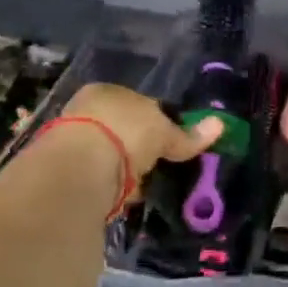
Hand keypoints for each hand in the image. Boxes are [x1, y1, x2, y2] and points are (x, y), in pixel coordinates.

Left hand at [61, 83, 220, 178]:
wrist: (81, 166)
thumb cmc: (126, 132)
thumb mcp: (164, 132)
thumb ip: (188, 135)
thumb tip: (219, 125)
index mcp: (108, 90)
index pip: (141, 103)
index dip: (161, 121)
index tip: (174, 143)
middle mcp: (87, 110)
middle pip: (124, 128)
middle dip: (140, 146)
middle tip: (161, 166)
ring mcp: (73, 139)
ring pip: (111, 152)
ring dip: (126, 167)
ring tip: (146, 185)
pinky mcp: (68, 169)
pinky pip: (102, 175)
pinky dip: (115, 185)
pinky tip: (127, 196)